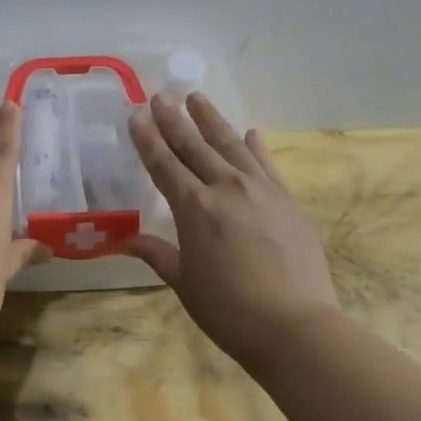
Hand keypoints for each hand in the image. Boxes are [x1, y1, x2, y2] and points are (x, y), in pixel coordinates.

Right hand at [126, 92, 342, 374]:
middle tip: (161, 95)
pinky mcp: (287, 201)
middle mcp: (226, 188)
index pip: (164, 164)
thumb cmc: (228, 309)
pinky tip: (250, 133)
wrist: (294, 325)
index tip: (136, 115)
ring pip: (231, 145)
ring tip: (197, 98)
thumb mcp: (184, 282)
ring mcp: (262, 190)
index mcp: (194, 208)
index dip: (148, 139)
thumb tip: (126, 240)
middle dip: (175, 120)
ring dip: (212, 121)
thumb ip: (157, 254)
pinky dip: (256, 147)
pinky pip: (267, 165)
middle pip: (195, 146)